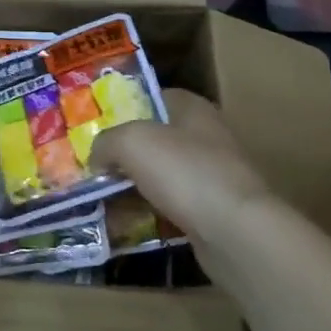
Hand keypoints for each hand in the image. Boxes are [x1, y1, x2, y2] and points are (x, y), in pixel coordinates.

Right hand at [92, 88, 272, 241]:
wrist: (237, 232)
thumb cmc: (184, 171)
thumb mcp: (131, 142)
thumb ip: (106, 141)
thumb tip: (96, 156)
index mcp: (192, 108)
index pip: (153, 97)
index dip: (123, 108)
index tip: (96, 126)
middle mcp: (206, 137)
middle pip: (155, 139)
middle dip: (125, 153)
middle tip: (93, 166)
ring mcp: (213, 176)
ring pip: (162, 176)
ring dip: (135, 187)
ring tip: (102, 199)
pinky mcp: (214, 212)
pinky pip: (172, 207)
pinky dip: (150, 214)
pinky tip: (127, 224)